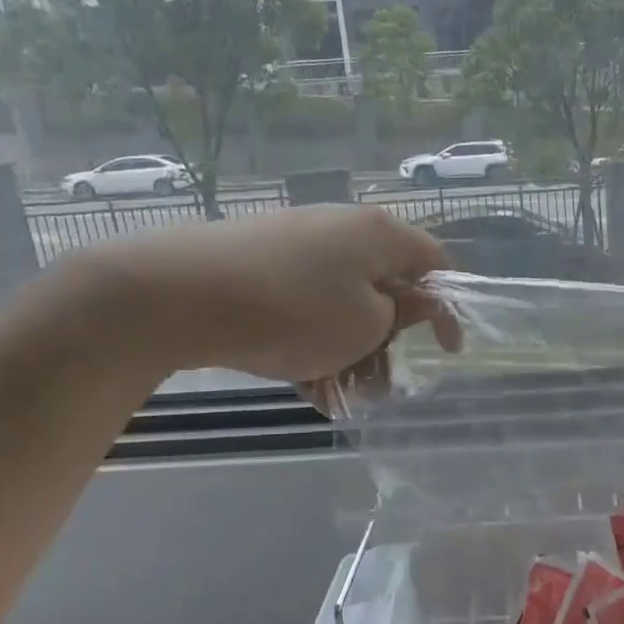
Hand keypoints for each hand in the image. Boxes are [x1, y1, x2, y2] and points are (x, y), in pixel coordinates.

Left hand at [77, 204, 460, 383]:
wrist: (176, 294)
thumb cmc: (295, 311)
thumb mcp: (365, 325)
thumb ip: (400, 315)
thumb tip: (408, 303)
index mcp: (378, 235)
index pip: (435, 262)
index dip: (447, 308)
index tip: (446, 350)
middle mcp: (342, 228)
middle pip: (385, 286)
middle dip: (388, 340)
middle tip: (380, 383)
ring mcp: (296, 242)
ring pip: (342, 302)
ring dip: (350, 350)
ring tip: (337, 394)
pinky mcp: (258, 261)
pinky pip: (304, 304)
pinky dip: (312, 340)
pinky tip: (303, 383)